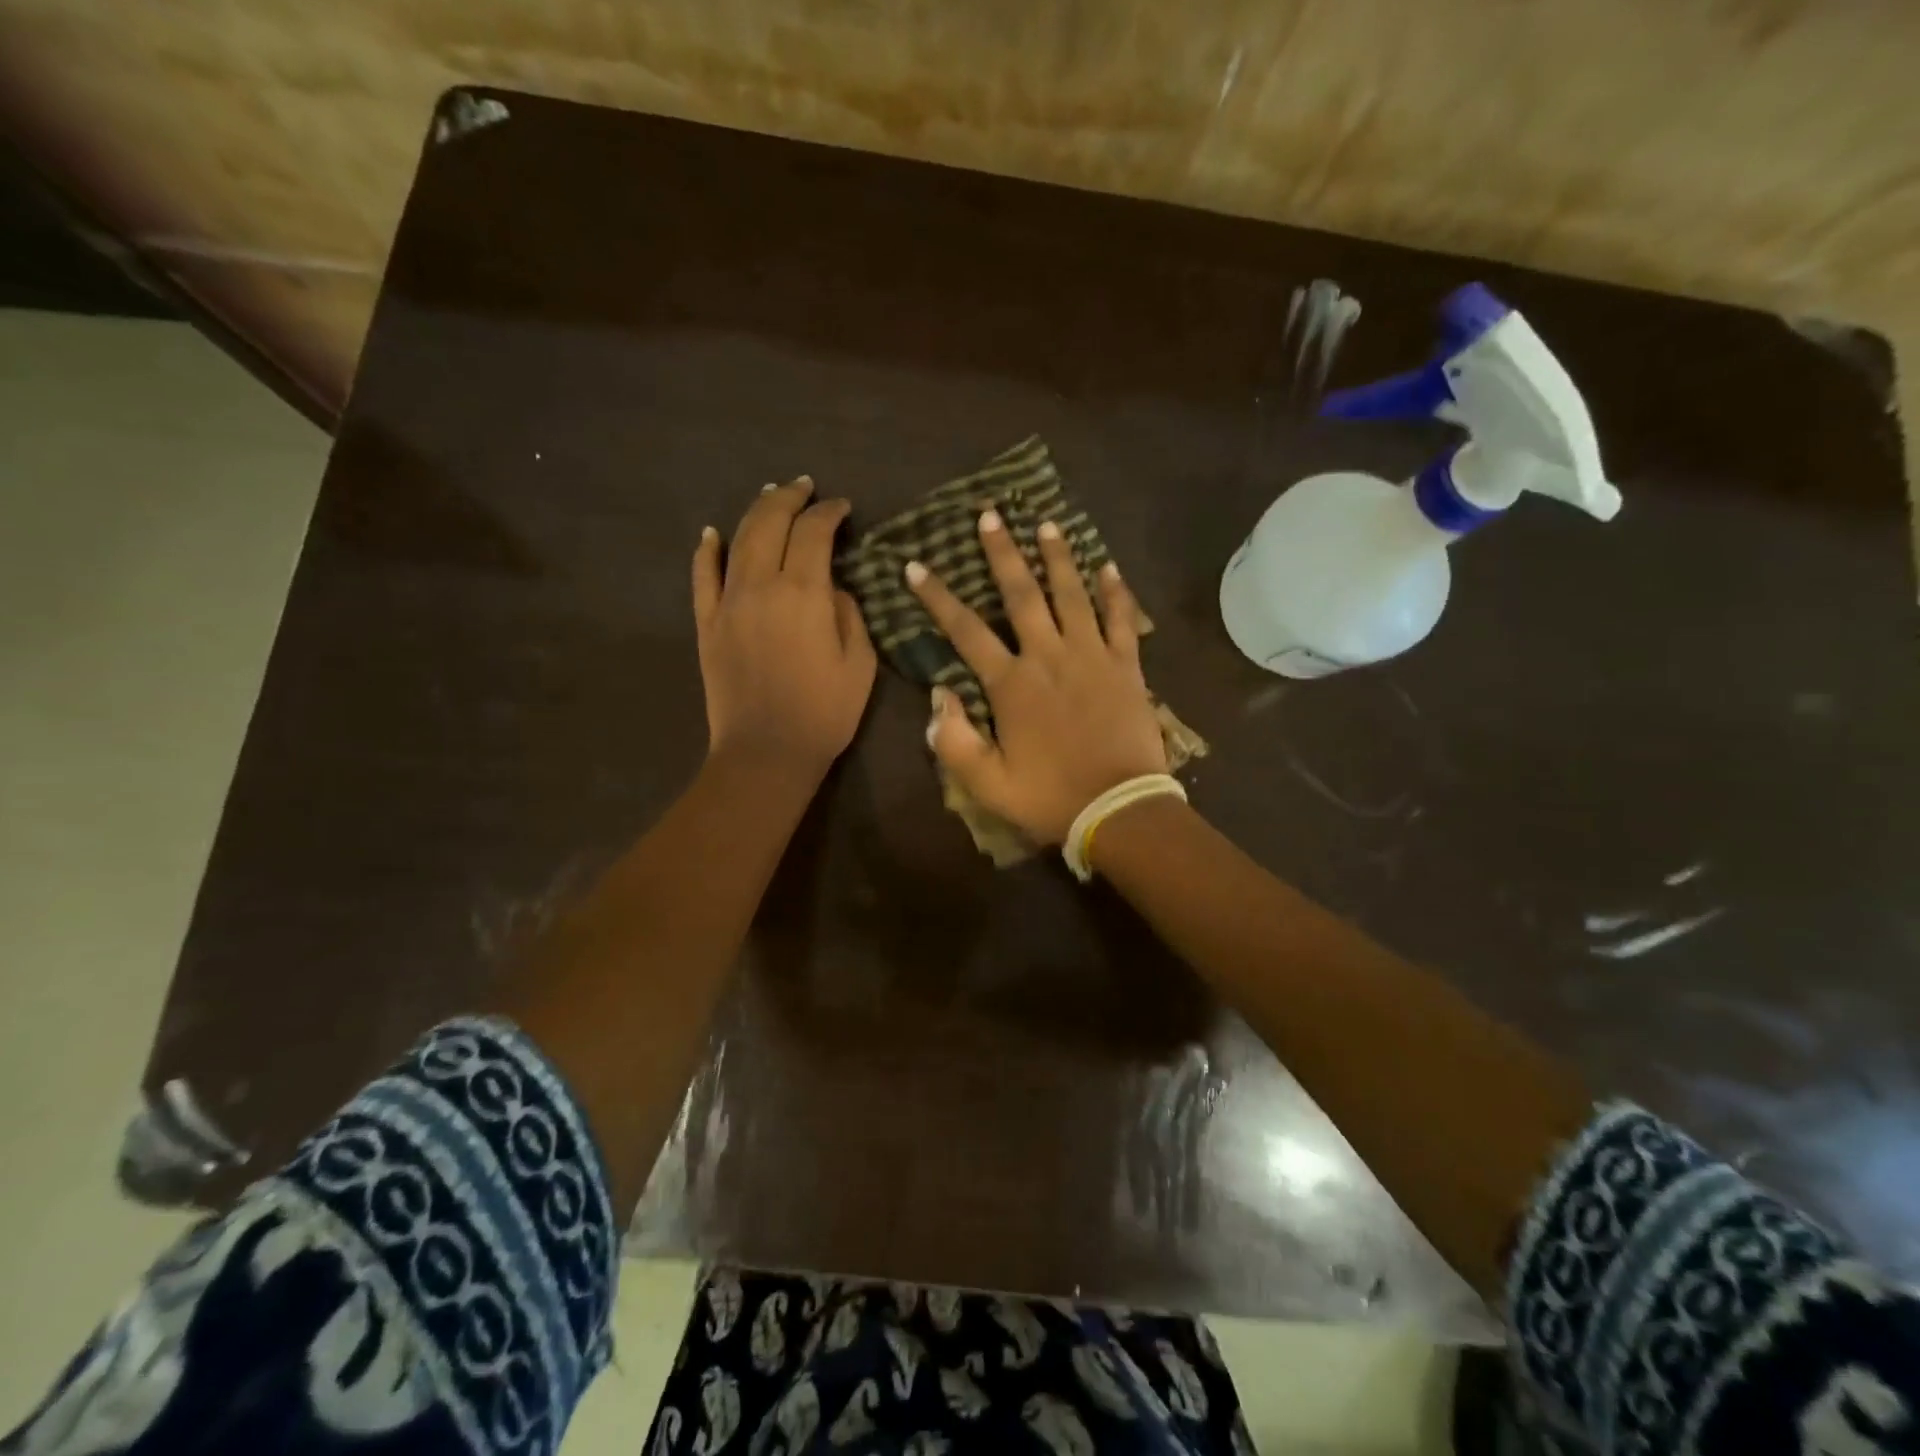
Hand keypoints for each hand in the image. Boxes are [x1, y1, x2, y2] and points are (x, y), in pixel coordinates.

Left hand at [692, 477, 876, 777]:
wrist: (767, 753)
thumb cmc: (825, 713)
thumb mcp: (860, 664)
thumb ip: (850, 615)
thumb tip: (833, 589)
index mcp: (804, 594)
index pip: (814, 533)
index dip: (829, 513)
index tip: (842, 508)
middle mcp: (761, 586)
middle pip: (770, 522)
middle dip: (789, 498)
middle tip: (805, 488)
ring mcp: (727, 603)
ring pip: (737, 540)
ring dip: (755, 512)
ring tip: (770, 496)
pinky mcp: (707, 624)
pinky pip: (702, 577)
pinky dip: (707, 551)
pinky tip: (712, 534)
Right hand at [906, 509, 1167, 844]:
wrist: (1121, 809)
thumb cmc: (1050, 798)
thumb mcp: (987, 783)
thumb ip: (953, 740)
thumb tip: (936, 696)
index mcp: (1012, 684)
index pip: (966, 631)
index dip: (937, 597)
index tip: (916, 566)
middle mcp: (1049, 657)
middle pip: (1022, 594)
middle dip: (1002, 553)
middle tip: (990, 515)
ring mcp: (1092, 657)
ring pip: (1072, 595)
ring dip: (1057, 557)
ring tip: (1046, 524)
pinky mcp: (1127, 667)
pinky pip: (1122, 619)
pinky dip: (1116, 592)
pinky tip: (1108, 566)